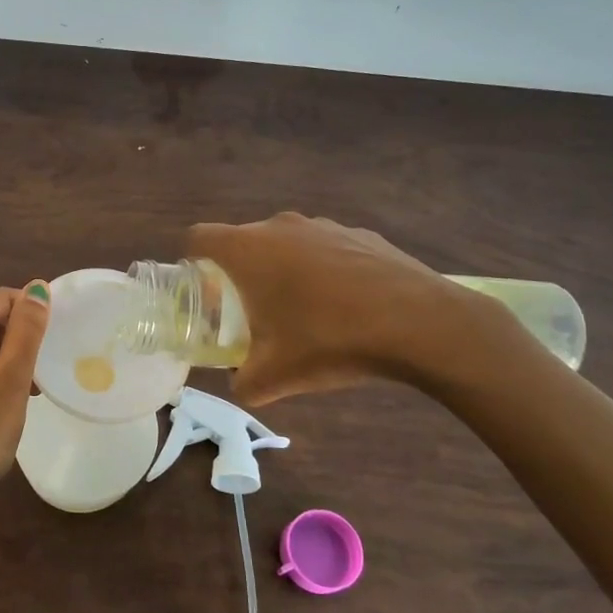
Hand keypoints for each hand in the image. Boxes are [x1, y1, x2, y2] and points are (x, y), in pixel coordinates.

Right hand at [188, 213, 481, 403]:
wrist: (420, 323)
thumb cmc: (330, 340)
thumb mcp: (276, 376)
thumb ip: (244, 383)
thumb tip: (240, 386)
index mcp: (248, 250)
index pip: (198, 237)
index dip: (192, 261)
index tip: (203, 292)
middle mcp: (279, 226)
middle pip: (242, 241)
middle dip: (239, 273)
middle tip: (251, 312)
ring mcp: (323, 225)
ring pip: (285, 243)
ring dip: (283, 270)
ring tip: (303, 311)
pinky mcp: (360, 233)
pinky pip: (325, 248)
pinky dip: (324, 270)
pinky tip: (346, 305)